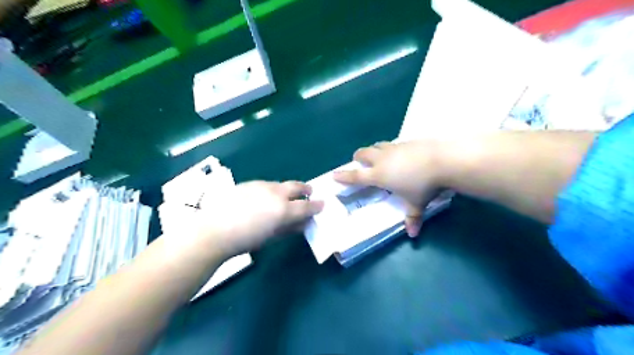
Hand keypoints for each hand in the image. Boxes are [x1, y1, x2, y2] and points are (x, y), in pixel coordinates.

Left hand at [197, 180, 323, 257]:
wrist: (214, 230)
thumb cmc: (245, 240)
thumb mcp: (271, 237)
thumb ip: (290, 228)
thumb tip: (302, 223)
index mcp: (284, 209)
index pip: (307, 206)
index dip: (316, 205)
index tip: (322, 204)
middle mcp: (276, 193)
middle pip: (296, 186)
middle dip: (306, 189)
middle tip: (309, 192)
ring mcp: (262, 185)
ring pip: (281, 184)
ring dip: (288, 189)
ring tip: (286, 196)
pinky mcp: (249, 183)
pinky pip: (266, 184)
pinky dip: (272, 190)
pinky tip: (265, 198)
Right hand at [334, 139, 441, 234]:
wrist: (443, 160)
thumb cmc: (424, 185)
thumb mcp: (416, 204)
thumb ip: (412, 218)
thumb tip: (413, 234)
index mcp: (379, 175)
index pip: (356, 176)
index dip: (343, 176)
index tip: (334, 175)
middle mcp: (382, 159)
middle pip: (362, 153)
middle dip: (358, 157)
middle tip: (360, 163)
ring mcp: (394, 148)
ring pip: (376, 145)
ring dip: (373, 151)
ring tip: (378, 157)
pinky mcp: (406, 141)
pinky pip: (392, 144)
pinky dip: (390, 149)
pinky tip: (400, 155)